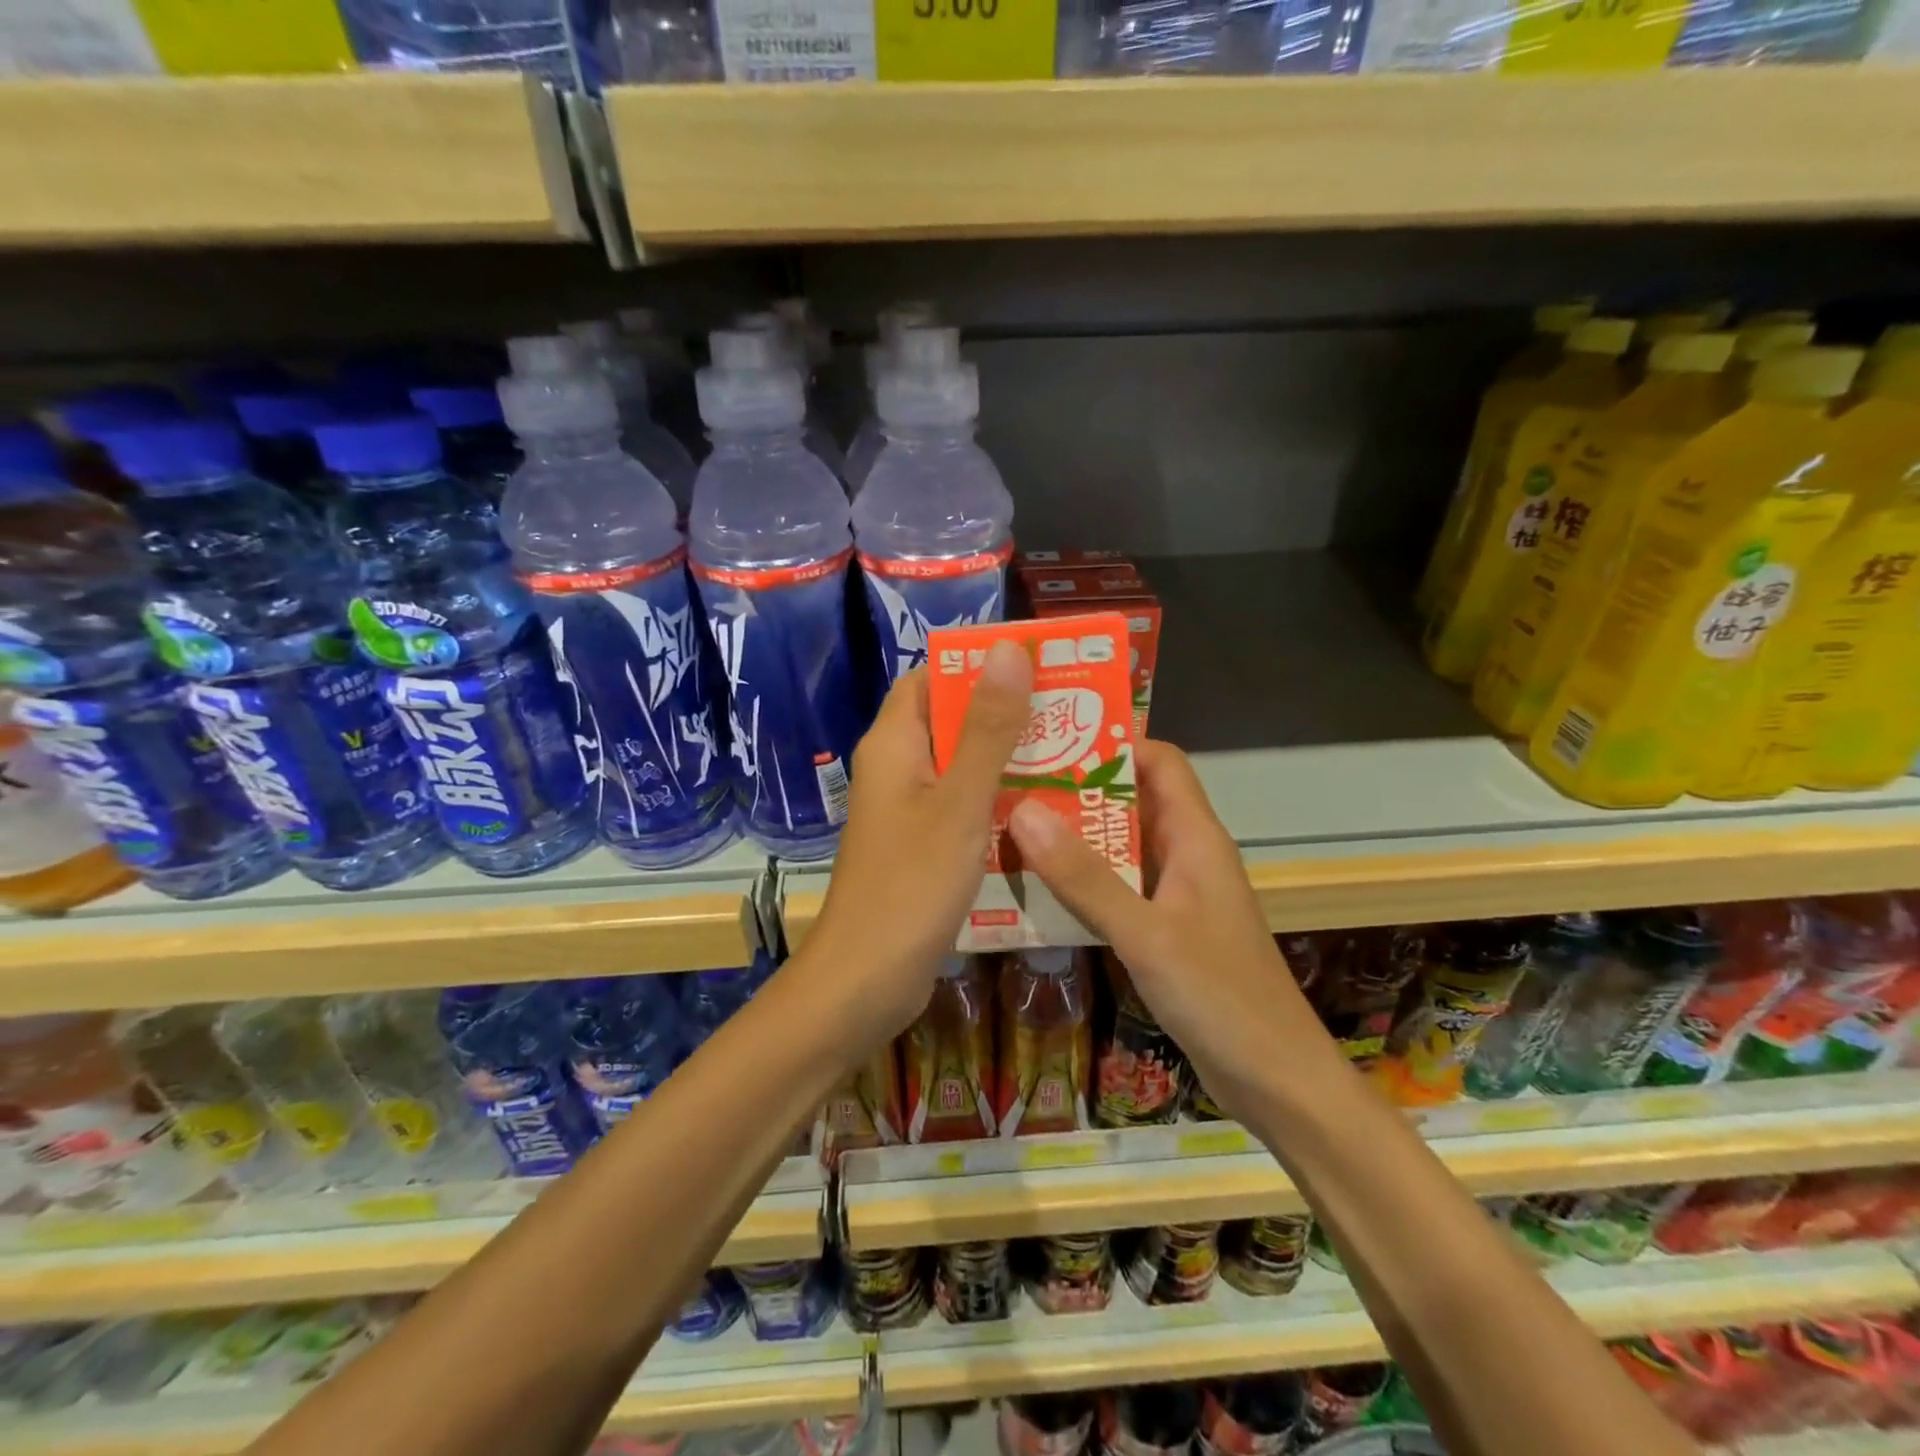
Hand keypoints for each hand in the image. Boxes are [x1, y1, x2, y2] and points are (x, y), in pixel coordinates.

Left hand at [799, 642, 1032, 1057]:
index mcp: (894, 744)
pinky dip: (1000, 801)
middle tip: (1073, 709)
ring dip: (1010, 759)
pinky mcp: (923, 847)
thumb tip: (1008, 649)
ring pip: (964, 767)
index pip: (931, 678)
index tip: (1038, 662)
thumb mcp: (960, 802)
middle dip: (1007, 712)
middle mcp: (898, 769)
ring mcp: (909, 811)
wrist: (866, 981)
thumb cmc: (910, 885)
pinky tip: (1048, 808)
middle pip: (952, 720)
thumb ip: (986, 728)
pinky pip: (965, 807)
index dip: (978, 664)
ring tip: (1075, 751)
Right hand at [1006, 741, 1336, 1119]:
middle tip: (1013, 783)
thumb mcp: (1145, 933)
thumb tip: (1024, 810)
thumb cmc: (1220, 996)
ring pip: (1121, 846)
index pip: (1160, 761)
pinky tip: (1039, 889)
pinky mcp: (1166, 928)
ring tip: (1012, 827)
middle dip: (1078, 789)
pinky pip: (1120, 887)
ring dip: (1075, 836)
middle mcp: (1187, 854)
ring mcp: (1177, 893)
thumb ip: (1084, 876)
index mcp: (1195, 837)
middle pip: (1132, 799)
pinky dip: (1083, 880)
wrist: (1275, 1079)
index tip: (1053, 740)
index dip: (1112, 743)